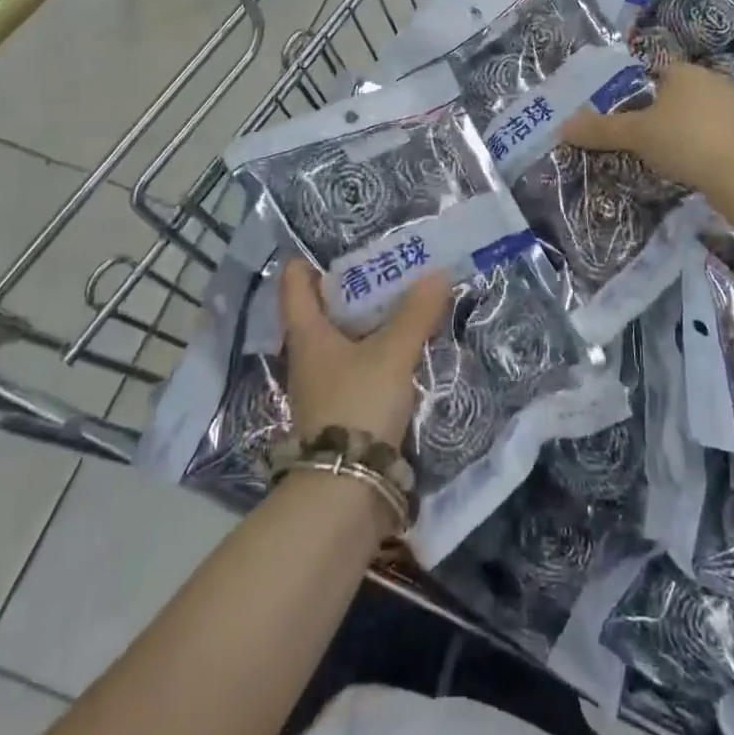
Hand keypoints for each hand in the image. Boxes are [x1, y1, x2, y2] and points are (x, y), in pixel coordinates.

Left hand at [280, 259, 450, 447]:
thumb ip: (416, 313)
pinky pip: (359, 366)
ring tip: (404, 301)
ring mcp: (324, 386)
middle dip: (352, 288)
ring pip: (344, 339)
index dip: (308, 261)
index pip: (295, 285)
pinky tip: (406, 347)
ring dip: (369, 321)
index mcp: (307, 334)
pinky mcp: (343, 410)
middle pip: (323, 310)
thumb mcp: (392, 353)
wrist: (347, 490)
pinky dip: (378, 351)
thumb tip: (438, 273)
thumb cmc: (357, 404)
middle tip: (388, 266)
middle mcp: (309, 356)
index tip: (338, 245)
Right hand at [564, 61, 733, 198]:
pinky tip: (691, 164)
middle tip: (638, 134)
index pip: (655, 71)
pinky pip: (715, 134)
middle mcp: (712, 81)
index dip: (637, 89)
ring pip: (698, 113)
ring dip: (683, 129)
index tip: (624, 112)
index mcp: (685, 72)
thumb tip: (562, 126)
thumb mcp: (637, 135)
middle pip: (678, 92)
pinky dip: (701, 145)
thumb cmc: (687, 141)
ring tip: (663, 152)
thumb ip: (601, 130)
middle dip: (660, 110)